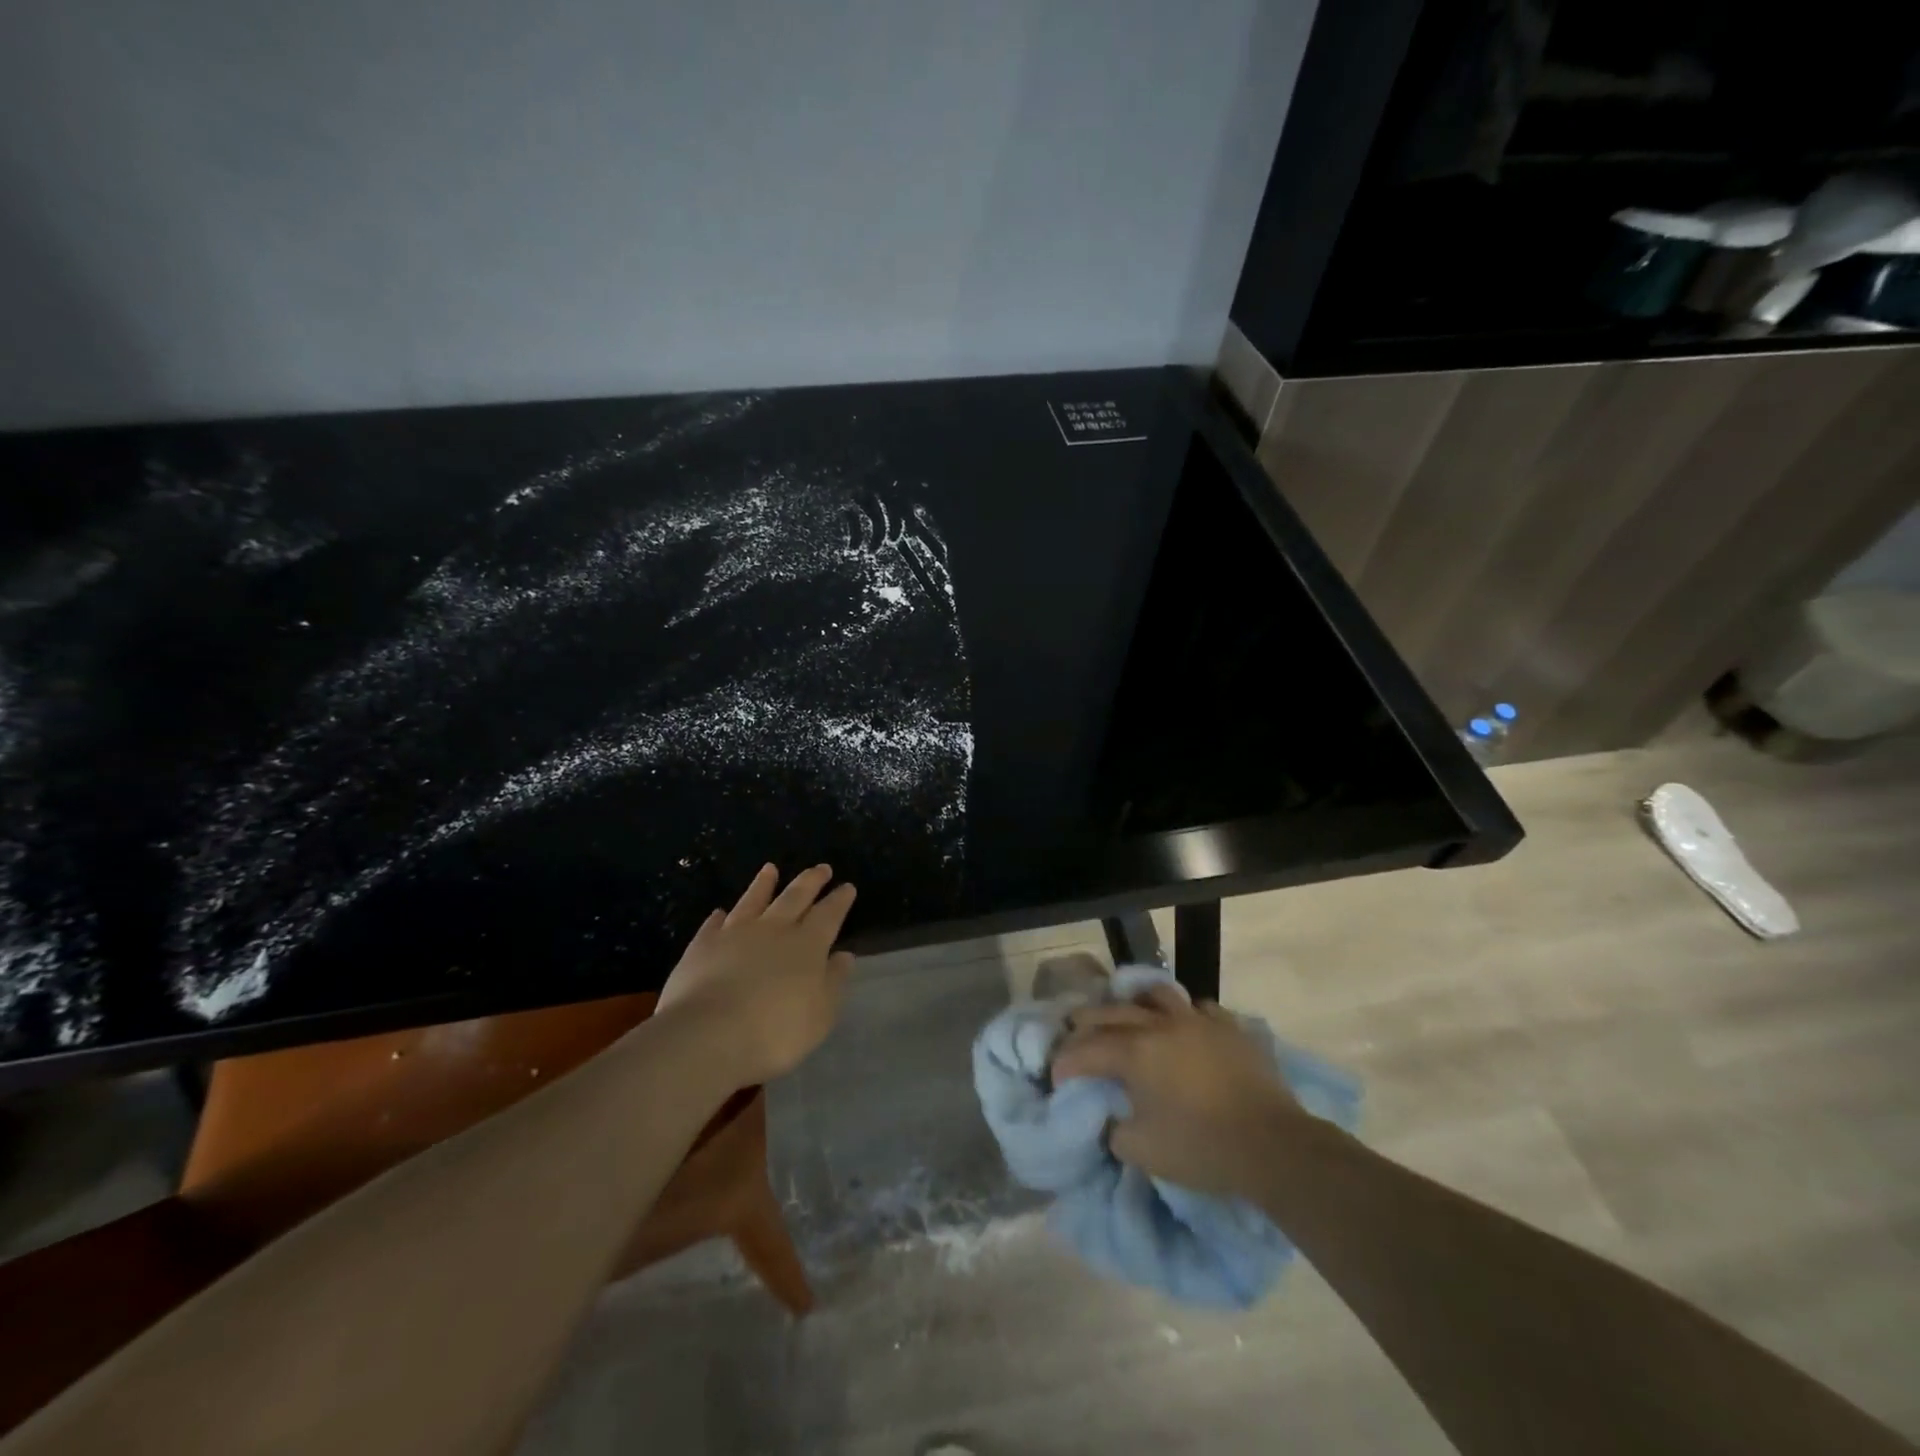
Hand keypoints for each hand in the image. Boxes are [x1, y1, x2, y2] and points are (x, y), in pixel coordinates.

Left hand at [655, 863, 856, 1086]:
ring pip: (753, 900)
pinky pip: (714, 924)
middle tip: (821, 868)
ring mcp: (735, 934)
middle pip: (795, 897)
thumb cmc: (775, 1031)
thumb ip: (834, 982)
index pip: (828, 914)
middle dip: (811, 881)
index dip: (839, 900)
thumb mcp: (820, 1014)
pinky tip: (720, 912)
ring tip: (770, 868)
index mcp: (807, 945)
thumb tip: (844, 955)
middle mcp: (773, 930)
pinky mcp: (702, 946)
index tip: (847, 886)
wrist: (708, 1035)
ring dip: (764, 884)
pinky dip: (719, 917)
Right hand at [1053, 984, 1306, 1200]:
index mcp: (1136, 1052)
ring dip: (1135, 1003)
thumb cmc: (1202, 1148)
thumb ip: (1115, 1131)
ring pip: (1157, 994)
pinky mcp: (1228, 1028)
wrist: (1273, 1145)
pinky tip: (1183, 1027)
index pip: (1088, 1049)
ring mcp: (1197, 1021)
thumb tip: (1110, 1119)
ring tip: (1129, 1014)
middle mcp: (1161, 1025)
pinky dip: (1183, 1015)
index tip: (1056, 1074)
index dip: (1067, 1061)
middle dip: (1087, 1021)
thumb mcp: (1143, 1151)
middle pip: (1113, 1011)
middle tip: (1074, 1032)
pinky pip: (1199, 1009)